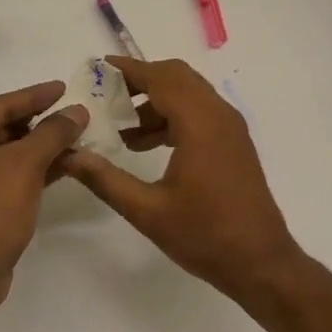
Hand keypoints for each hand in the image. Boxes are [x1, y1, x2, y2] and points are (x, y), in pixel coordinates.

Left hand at [0, 82, 87, 307]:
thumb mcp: (27, 163)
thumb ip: (54, 132)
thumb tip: (77, 111)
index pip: (1, 103)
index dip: (36, 96)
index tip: (64, 88)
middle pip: (3, 126)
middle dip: (40, 124)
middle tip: (73, 116)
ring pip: (7, 153)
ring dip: (40, 148)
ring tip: (76, 140)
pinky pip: (5, 175)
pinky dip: (32, 170)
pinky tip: (63, 168)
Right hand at [61, 57, 303, 299]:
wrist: (261, 262)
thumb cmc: (205, 236)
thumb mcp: (147, 212)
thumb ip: (106, 179)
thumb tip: (69, 156)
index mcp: (199, 124)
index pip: (160, 78)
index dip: (129, 70)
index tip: (99, 68)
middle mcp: (219, 115)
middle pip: (177, 77)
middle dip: (142, 81)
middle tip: (107, 97)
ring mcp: (230, 127)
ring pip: (189, 93)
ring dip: (156, 101)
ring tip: (123, 131)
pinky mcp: (234, 142)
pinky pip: (200, 111)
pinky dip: (173, 115)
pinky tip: (148, 145)